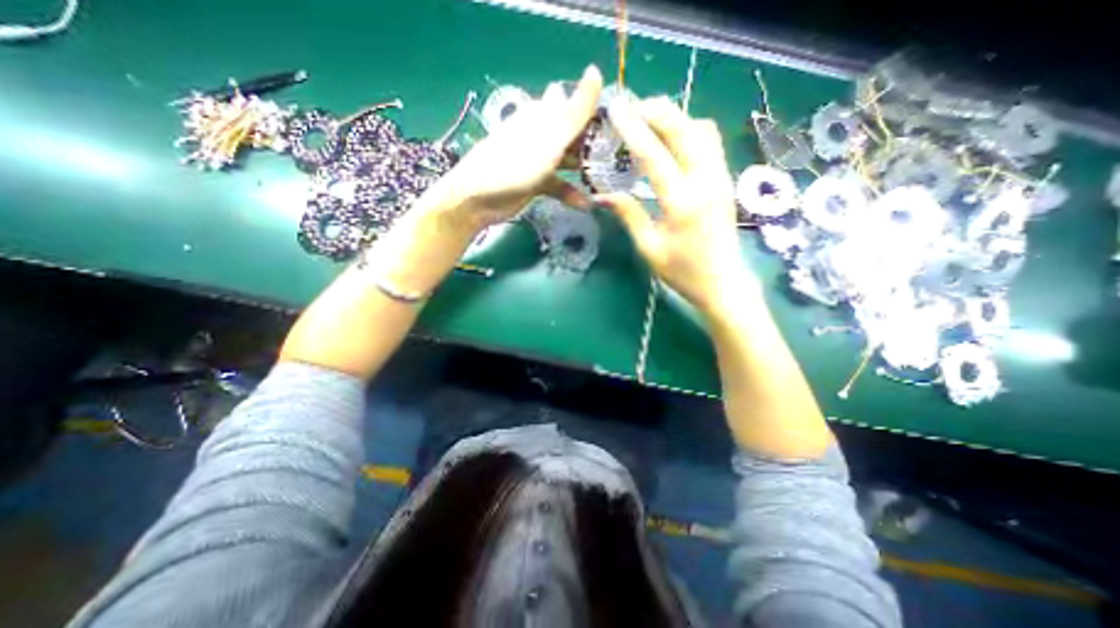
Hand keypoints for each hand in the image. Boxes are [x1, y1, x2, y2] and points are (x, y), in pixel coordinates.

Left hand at [432, 65, 602, 231]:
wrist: (480, 197)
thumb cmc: (516, 163)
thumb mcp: (551, 136)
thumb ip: (576, 109)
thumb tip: (596, 70)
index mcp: (544, 114)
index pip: (574, 105)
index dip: (595, 114)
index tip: (617, 128)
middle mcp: (542, 134)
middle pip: (574, 136)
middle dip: (593, 146)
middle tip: (617, 160)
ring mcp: (539, 160)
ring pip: (568, 161)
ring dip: (584, 171)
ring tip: (606, 182)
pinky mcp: (536, 182)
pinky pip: (559, 186)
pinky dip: (571, 194)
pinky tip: (585, 204)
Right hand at [594, 97, 761, 317]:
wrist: (723, 282)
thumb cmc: (682, 272)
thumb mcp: (649, 248)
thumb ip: (629, 215)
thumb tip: (603, 195)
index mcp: (681, 202)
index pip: (654, 156)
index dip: (633, 130)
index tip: (616, 111)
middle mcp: (705, 181)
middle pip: (684, 130)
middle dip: (657, 111)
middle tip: (633, 107)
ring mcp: (720, 177)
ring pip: (702, 130)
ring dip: (676, 117)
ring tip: (651, 118)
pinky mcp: (725, 180)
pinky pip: (710, 142)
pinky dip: (690, 129)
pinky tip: (673, 137)